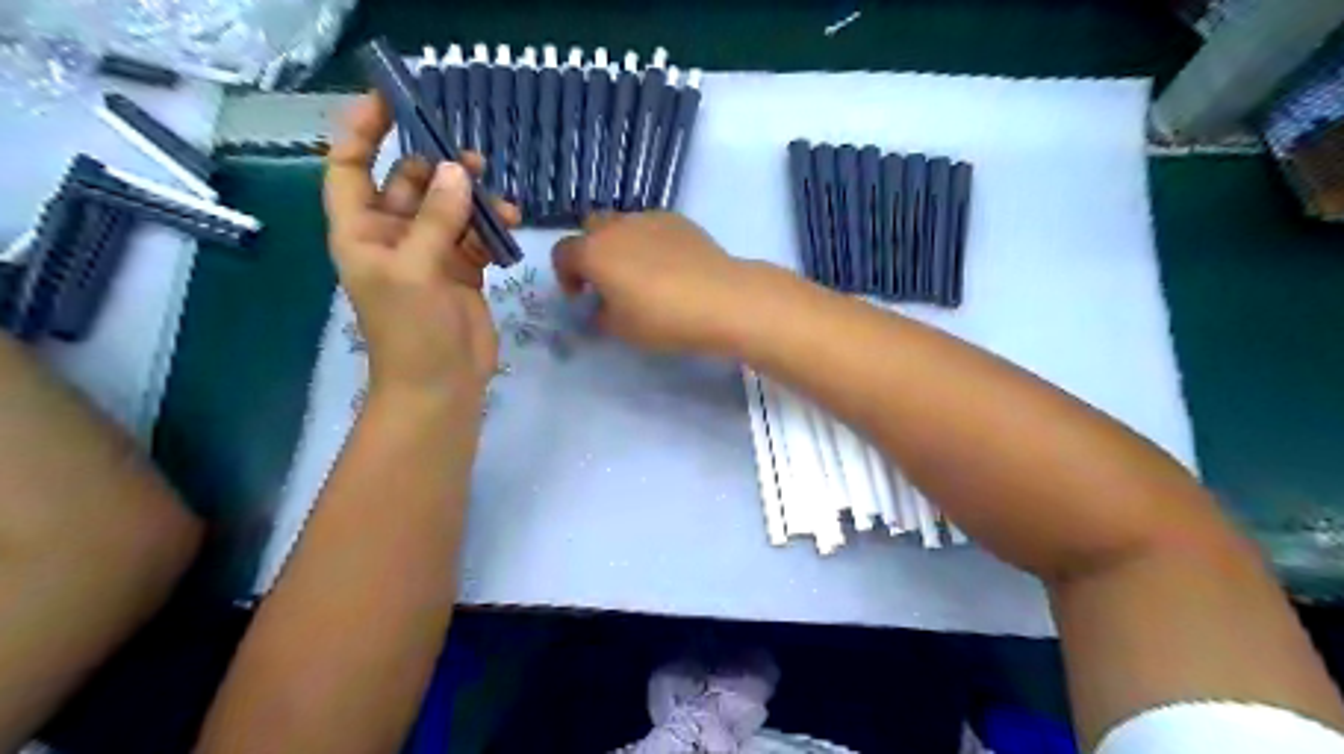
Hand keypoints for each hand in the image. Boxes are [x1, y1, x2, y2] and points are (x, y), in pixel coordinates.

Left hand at [322, 95, 522, 407]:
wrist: (441, 384)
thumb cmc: (411, 330)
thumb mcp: (415, 271)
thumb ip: (436, 219)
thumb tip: (457, 169)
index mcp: (361, 232)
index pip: (350, 168)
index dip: (362, 132)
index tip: (390, 100)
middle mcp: (393, 236)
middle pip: (409, 183)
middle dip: (435, 165)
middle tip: (469, 156)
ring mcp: (431, 253)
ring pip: (448, 207)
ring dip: (470, 196)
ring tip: (496, 195)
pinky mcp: (463, 270)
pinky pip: (475, 234)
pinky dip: (491, 225)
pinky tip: (510, 222)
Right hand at [553, 208, 765, 354]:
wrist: (721, 299)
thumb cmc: (662, 318)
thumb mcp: (621, 329)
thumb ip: (600, 315)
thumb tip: (601, 307)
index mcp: (594, 252)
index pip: (562, 253)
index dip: (566, 276)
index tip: (582, 297)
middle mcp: (617, 227)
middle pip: (591, 229)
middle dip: (592, 251)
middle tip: (608, 281)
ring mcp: (649, 218)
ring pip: (624, 225)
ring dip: (622, 245)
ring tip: (642, 275)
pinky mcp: (678, 220)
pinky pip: (652, 227)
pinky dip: (651, 243)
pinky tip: (670, 268)